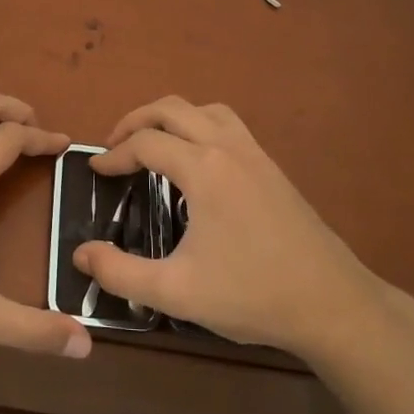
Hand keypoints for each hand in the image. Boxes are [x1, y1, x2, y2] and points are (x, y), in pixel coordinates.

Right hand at [72, 97, 384, 361]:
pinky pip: (229, 124)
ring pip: (205, 109)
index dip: (114, 155)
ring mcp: (256, 154)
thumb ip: (120, 272)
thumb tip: (81, 254)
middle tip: (114, 146)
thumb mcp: (176, 291)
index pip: (146, 142)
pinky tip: (197, 161)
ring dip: (171, 117)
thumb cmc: (251, 294)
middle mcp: (229, 147)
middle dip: (135, 120)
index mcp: (204, 169)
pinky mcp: (273, 168)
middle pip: (172, 108)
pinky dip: (200, 125)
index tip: (95, 172)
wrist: (332, 304)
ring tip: (152, 143)